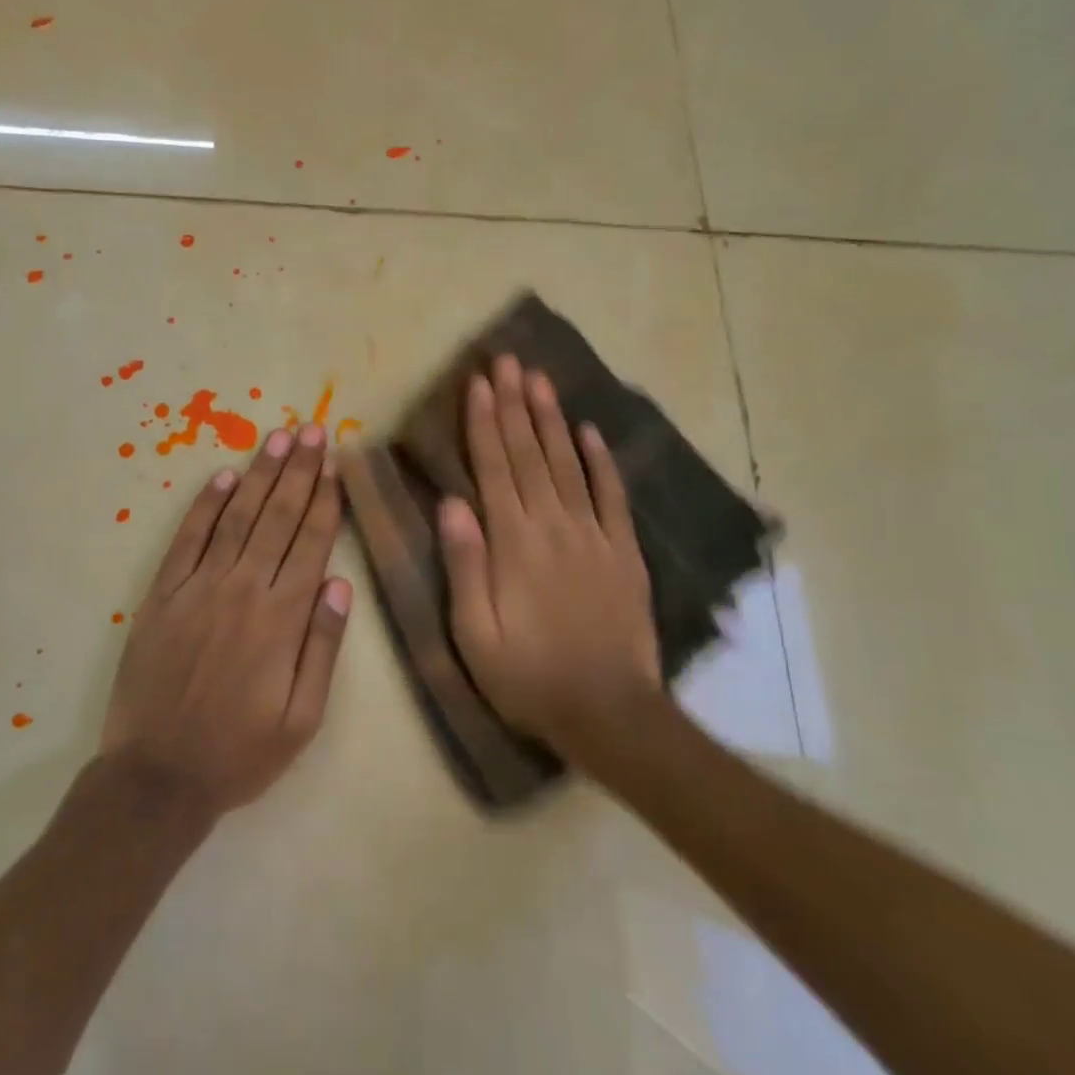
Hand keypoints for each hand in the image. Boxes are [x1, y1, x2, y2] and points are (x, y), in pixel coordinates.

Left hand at [100, 423, 352, 818]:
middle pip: (278, 518)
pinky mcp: (162, 595)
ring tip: (279, 439)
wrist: (157, 778)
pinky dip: (205, 505)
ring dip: (260, 476)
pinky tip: (224, 476)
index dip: (326, 500)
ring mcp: (198, 589)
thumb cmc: (239, 754)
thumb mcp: (302, 720)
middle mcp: (243, 591)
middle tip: (314, 430)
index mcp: (282, 620)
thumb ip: (322, 649)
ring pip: (236, 518)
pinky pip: (187, 540)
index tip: (336, 463)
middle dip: (300, 471)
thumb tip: (338, 585)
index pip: (311, 544)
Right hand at [438, 355, 661, 756]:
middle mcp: (553, 526)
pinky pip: (612, 496)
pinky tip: (590, 431)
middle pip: (529, 454)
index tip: (478, 382)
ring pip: (567, 464)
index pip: (494, 467)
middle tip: (507, 360)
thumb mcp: (475, 634)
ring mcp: (594, 535)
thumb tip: (451, 503)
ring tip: (540, 378)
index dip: (484, 422)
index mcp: (513, 543)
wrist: (609, 714)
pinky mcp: (624, 552)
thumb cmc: (528, 678)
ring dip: (551, 419)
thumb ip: (464, 564)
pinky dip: (601, 461)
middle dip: (515, 403)